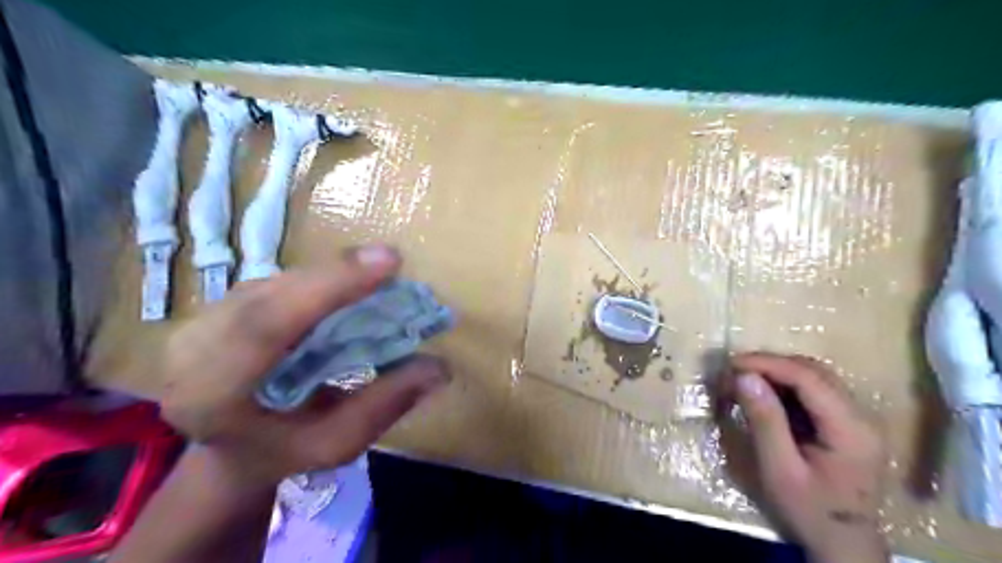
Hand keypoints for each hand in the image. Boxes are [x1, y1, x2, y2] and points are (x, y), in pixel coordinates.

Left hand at [158, 247, 450, 487]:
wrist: (230, 448)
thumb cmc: (282, 452)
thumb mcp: (335, 443)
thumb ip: (384, 405)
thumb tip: (439, 367)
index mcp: (210, 394)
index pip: (266, 326)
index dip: (329, 286)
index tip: (386, 262)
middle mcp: (193, 348)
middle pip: (271, 294)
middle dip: (335, 275)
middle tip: (390, 262)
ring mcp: (202, 320)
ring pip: (275, 282)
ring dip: (328, 275)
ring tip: (376, 274)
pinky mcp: (222, 305)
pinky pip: (277, 282)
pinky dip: (318, 280)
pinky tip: (347, 283)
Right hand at [730, 355, 882, 561]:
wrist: (844, 544)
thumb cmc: (810, 511)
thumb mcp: (779, 470)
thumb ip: (764, 421)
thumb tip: (744, 377)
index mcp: (851, 429)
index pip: (808, 377)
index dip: (767, 363)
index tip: (731, 364)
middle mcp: (862, 416)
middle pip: (813, 371)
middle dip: (769, 365)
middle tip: (732, 373)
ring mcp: (858, 418)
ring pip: (814, 376)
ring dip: (776, 373)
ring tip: (743, 382)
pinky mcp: (847, 422)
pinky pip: (814, 391)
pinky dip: (785, 386)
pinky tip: (764, 396)